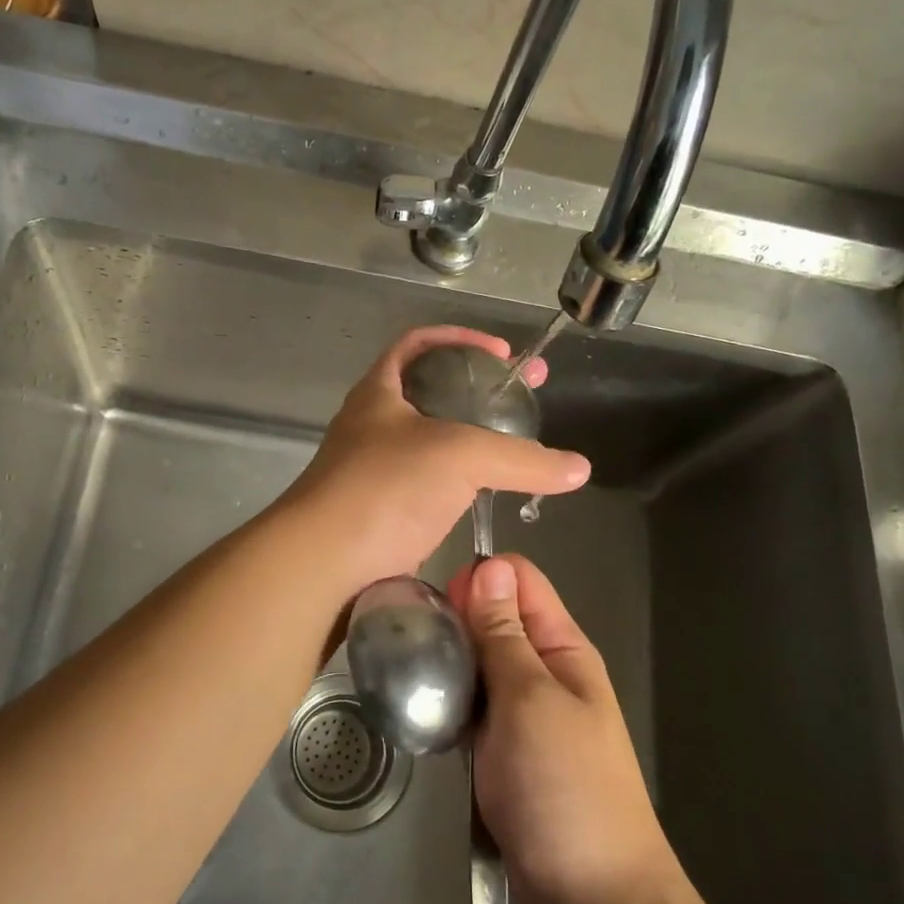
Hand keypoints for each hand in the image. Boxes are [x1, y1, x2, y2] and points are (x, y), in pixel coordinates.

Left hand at [274, 327, 589, 591]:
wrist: (323, 564)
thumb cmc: (384, 489)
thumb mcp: (460, 457)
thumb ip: (521, 459)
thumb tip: (579, 469)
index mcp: (379, 392)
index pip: (417, 344)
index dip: (460, 338)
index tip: (502, 354)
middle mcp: (373, 425)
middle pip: (430, 391)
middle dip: (479, 390)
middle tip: (526, 396)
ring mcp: (374, 471)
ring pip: (431, 442)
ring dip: (470, 439)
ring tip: (515, 445)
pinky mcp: (382, 513)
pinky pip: (427, 486)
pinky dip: (458, 482)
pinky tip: (487, 493)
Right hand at [449, 553, 687, 903]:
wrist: (593, 902)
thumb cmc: (565, 788)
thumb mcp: (529, 700)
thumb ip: (504, 634)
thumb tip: (489, 566)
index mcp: (562, 647)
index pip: (519, 581)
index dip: (479, 580)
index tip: (440, 606)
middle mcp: (543, 670)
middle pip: (492, 618)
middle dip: (455, 621)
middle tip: (415, 644)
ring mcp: (523, 711)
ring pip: (477, 662)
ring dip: (448, 664)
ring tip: (410, 675)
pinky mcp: (503, 748)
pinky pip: (471, 706)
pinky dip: (450, 703)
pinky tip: (423, 711)